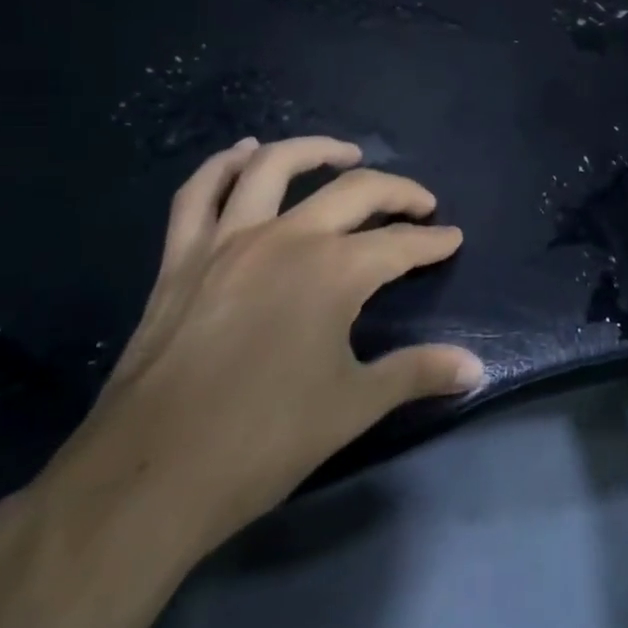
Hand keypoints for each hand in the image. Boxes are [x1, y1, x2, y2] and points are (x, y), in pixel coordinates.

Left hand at [49, 136, 483, 560]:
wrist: (151, 477)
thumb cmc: (264, 440)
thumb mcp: (354, 406)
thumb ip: (418, 374)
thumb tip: (476, 369)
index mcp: (334, 271)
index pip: (400, 244)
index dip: (432, 241)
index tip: (452, 239)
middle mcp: (286, 238)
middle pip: (354, 192)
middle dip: (398, 192)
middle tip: (420, 203)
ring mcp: (228, 241)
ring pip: (273, 168)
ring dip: (314, 150)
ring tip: (344, 153)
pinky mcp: (182, 258)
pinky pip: (200, 193)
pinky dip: (223, 165)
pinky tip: (245, 154)